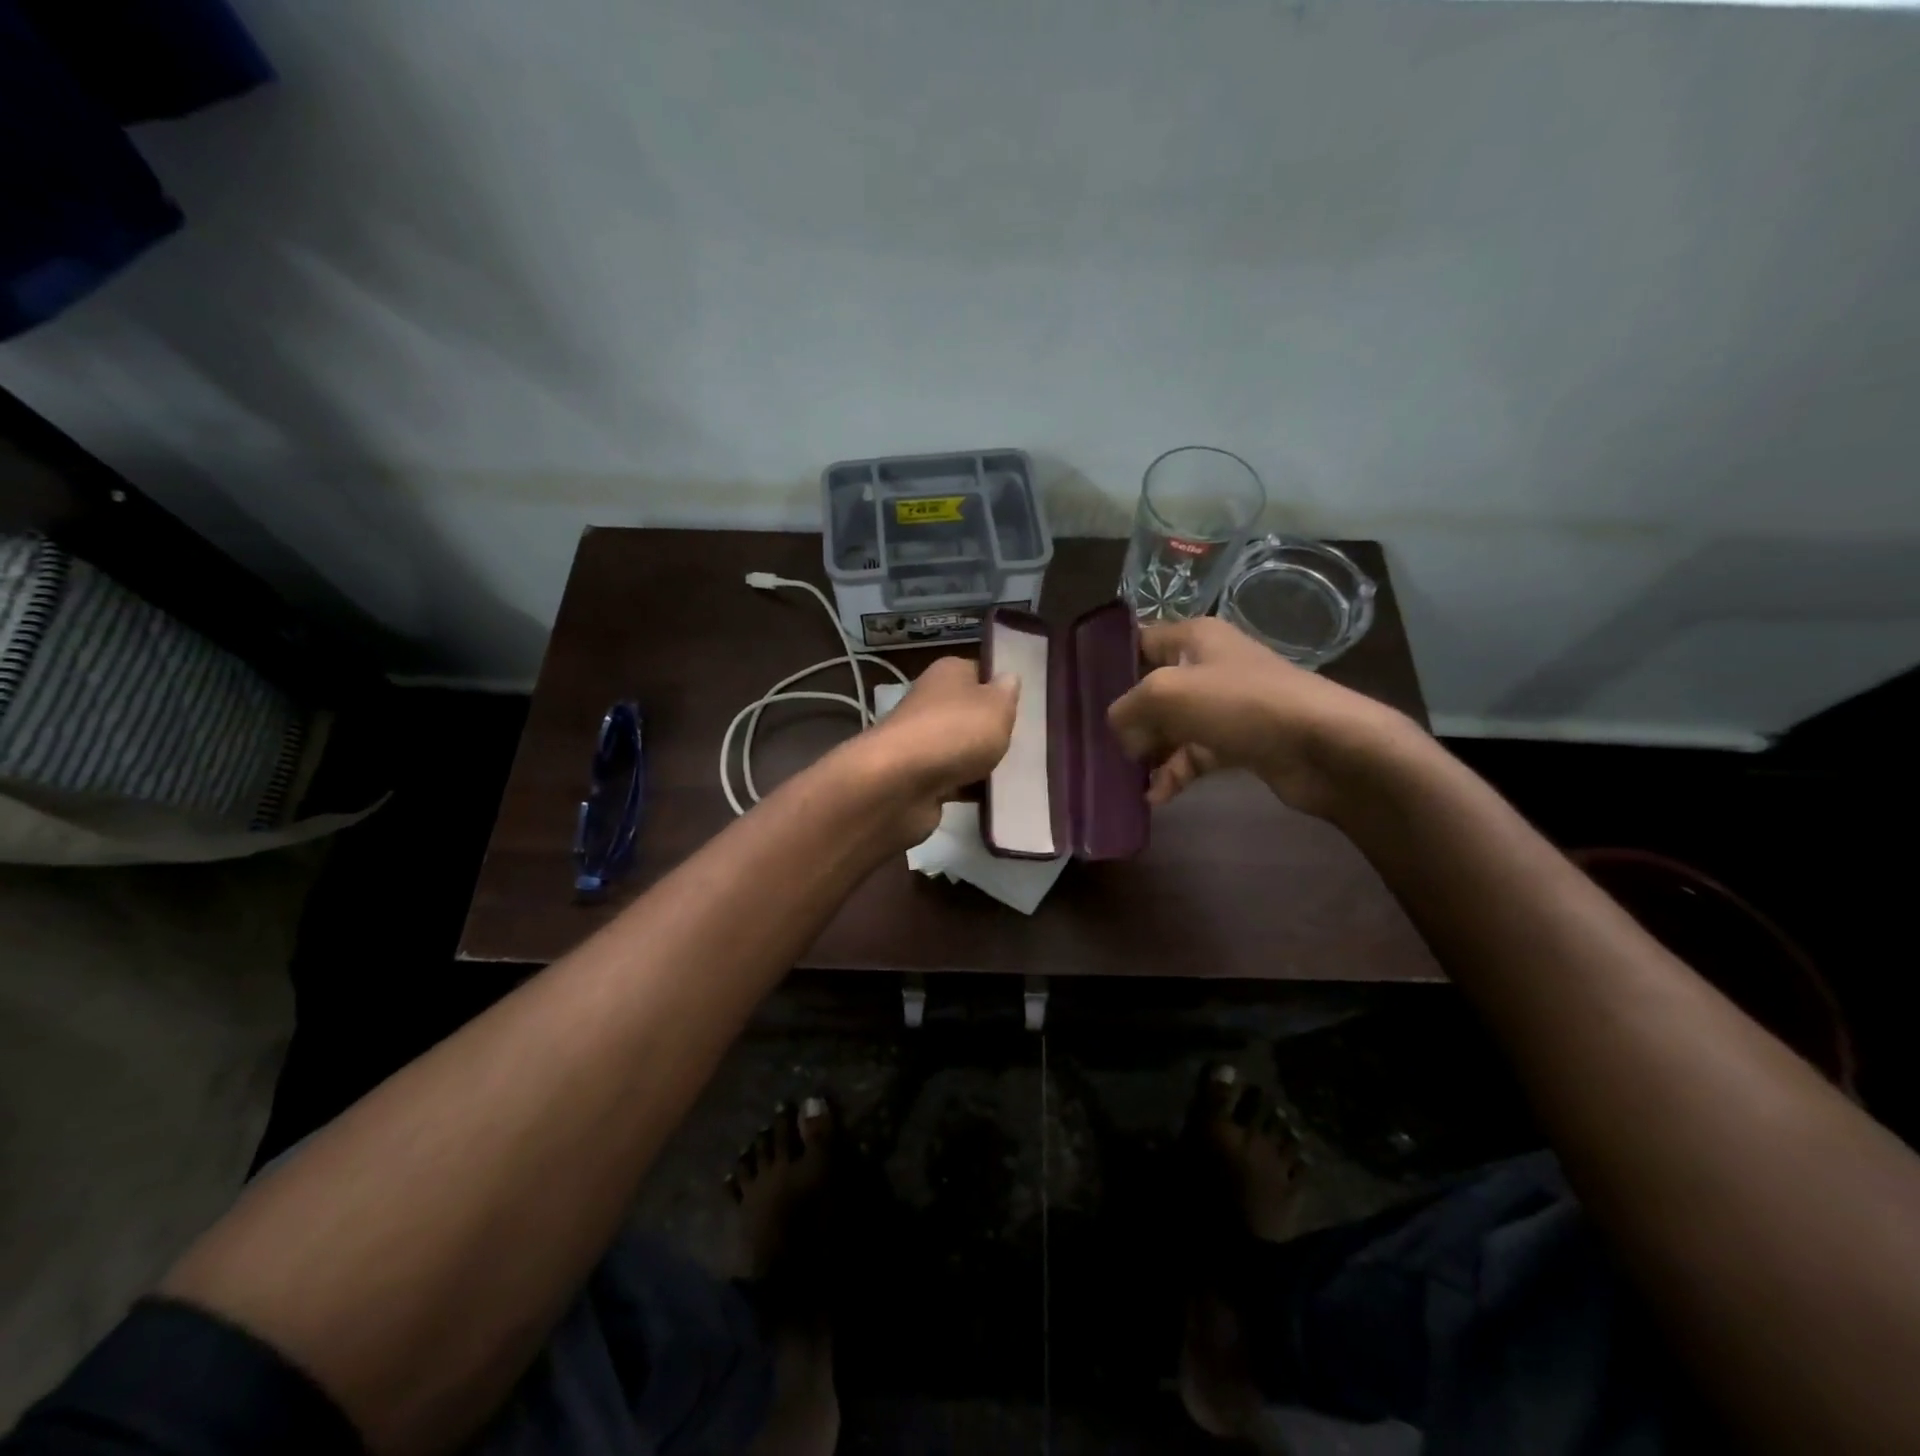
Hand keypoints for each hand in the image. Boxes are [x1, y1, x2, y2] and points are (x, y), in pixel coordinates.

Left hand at [844, 655, 1017, 843]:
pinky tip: (998, 798)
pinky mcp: (919, 778)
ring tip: (1020, 773)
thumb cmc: (955, 731)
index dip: (1001, 686)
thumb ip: (1007, 692)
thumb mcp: (996, 705)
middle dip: (995, 729)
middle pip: (971, 713)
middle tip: (1029, 742)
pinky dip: (972, 789)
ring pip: (963, 749)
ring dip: (984, 762)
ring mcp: (923, 742)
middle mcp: (931, 703)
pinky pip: (955, 781)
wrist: (901, 783)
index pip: (978, 671)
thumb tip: (1008, 678)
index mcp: (947, 674)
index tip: (1027, 705)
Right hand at [1106, 617, 1414, 819]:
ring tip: (1128, 777)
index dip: (1112, 661)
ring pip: (1173, 726)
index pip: (1141, 639)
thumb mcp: (1167, 694)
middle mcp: (1210, 665)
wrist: (1323, 745)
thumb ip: (1128, 707)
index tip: (1084, 691)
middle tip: (1102, 744)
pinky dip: (1176, 773)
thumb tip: (1120, 730)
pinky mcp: (1241, 741)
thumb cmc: (1241, 704)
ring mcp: (1227, 705)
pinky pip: (1196, 754)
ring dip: (1150, 752)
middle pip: (1154, 688)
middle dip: (1129, 717)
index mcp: (1195, 638)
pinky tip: (1156, 797)